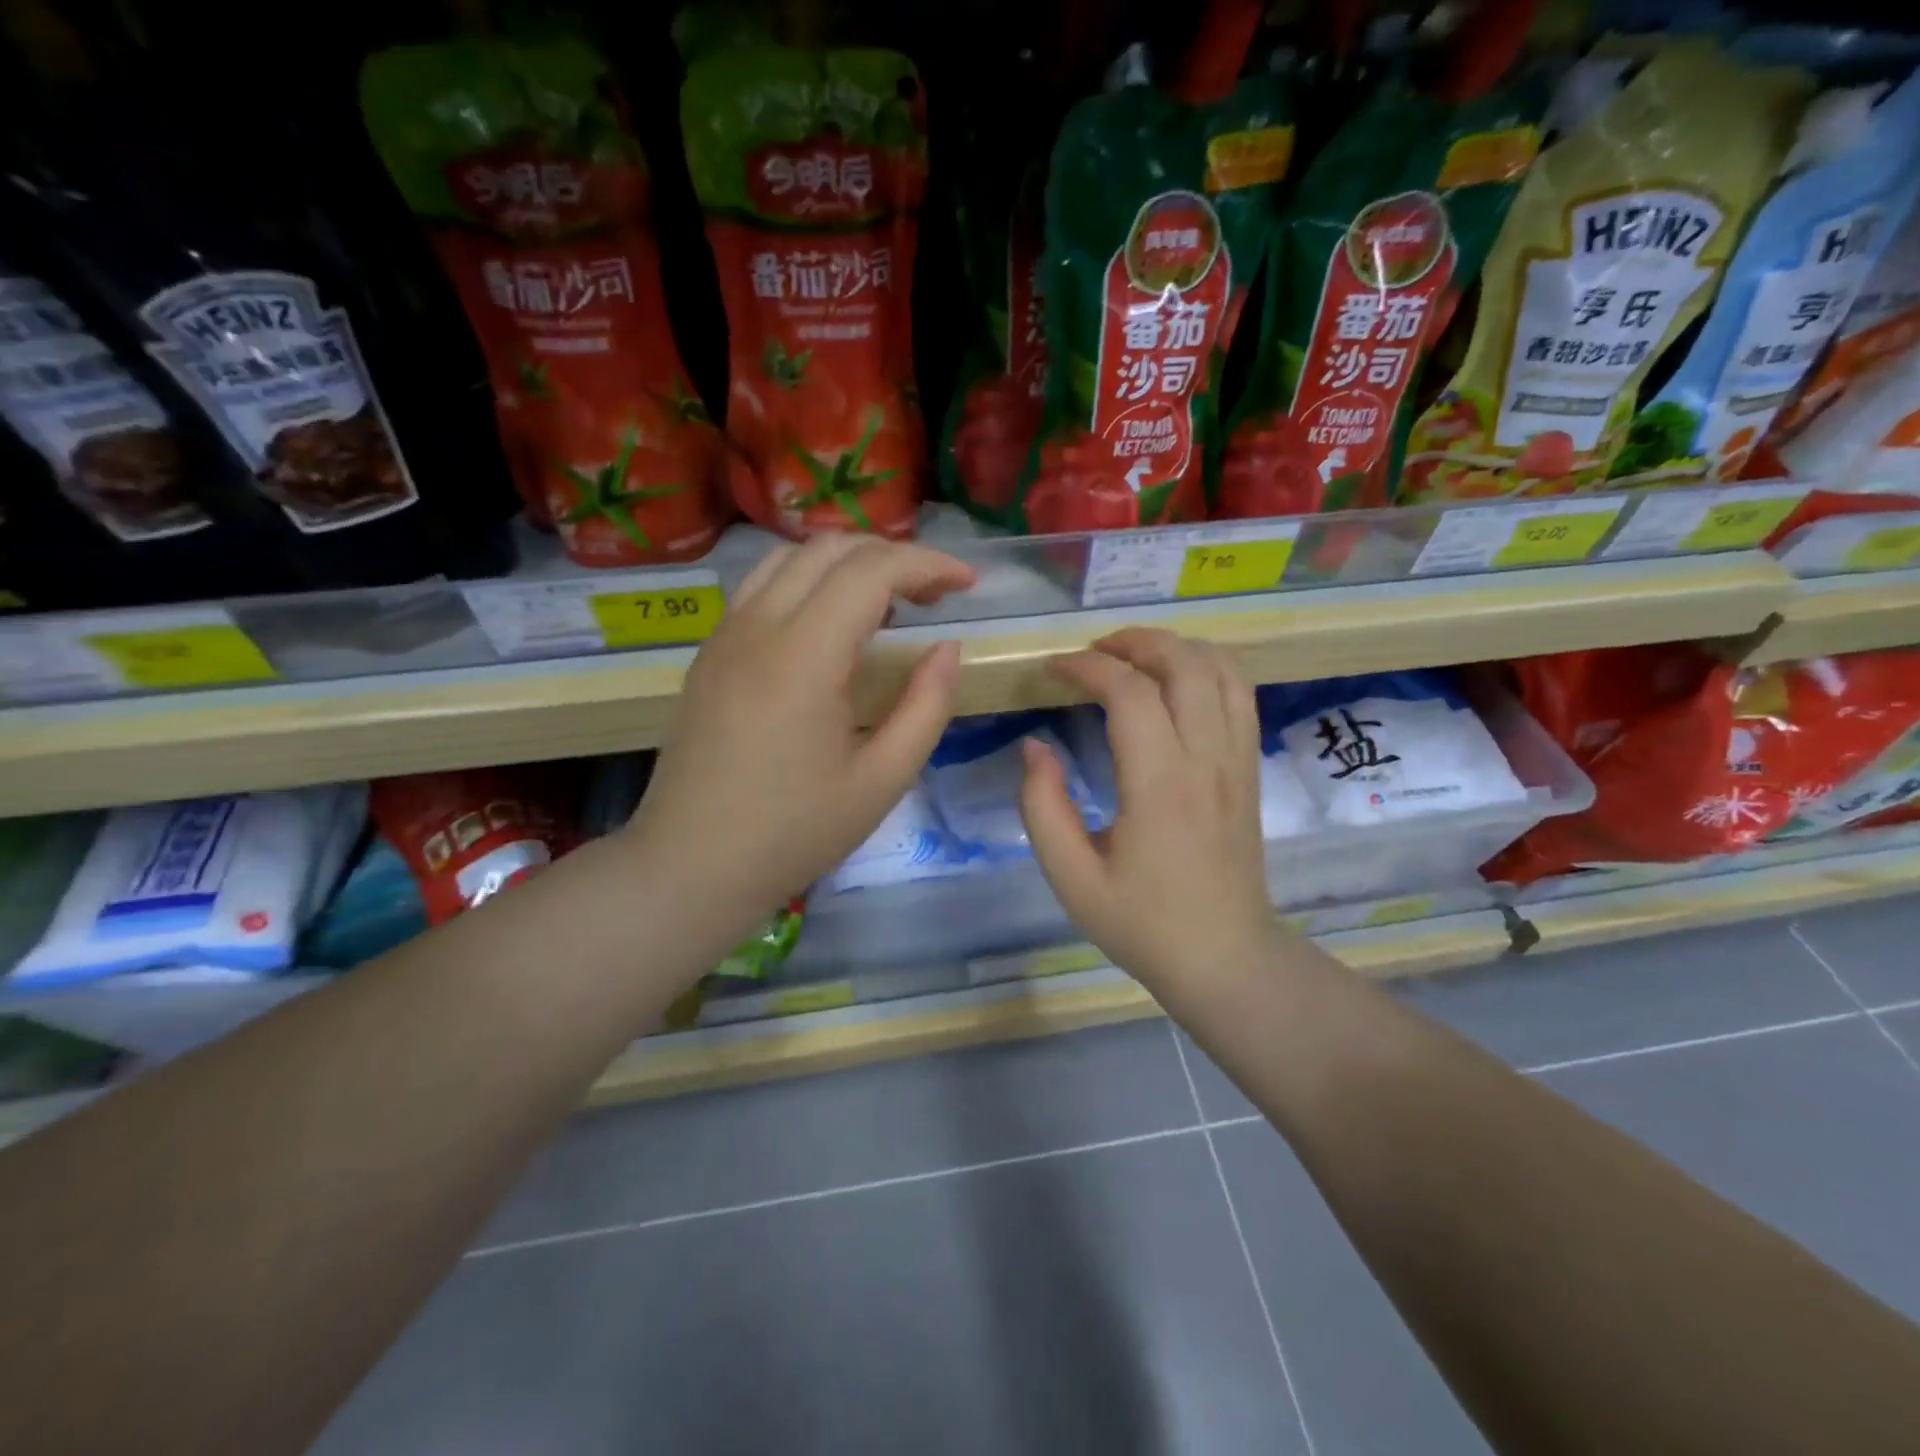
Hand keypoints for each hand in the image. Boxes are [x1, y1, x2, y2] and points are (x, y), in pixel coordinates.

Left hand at [626, 534, 974, 936]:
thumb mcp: (882, 780)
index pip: (871, 571)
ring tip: (888, 603)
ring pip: (791, 557)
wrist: (690, 865)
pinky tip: (833, 625)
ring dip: (848, 562)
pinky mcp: (710, 652)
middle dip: (893, 555)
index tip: (967, 585)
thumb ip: (926, 707)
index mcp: (803, 656)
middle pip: (831, 548)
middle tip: (935, 594)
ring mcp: (725, 635)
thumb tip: (947, 648)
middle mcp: (757, 627)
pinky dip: (809, 581)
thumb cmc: (793, 833)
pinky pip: (763, 586)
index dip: (928, 564)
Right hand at [1019, 628, 1276, 990]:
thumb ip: (1042, 807)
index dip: (1087, 667)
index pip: (1129, 692)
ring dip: (1176, 648)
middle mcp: (1206, 760)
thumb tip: (1034, 747)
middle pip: (1184, 663)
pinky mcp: (1249, 769)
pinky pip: (1241, 695)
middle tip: (1093, 652)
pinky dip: (1209, 667)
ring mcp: (1236, 761)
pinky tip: (1178, 678)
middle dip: (1134, 641)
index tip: (1053, 669)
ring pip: (1221, 670)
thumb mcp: (1071, 878)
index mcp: (1159, 786)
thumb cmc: (1142, 923)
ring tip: (1134, 656)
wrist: (1225, 957)